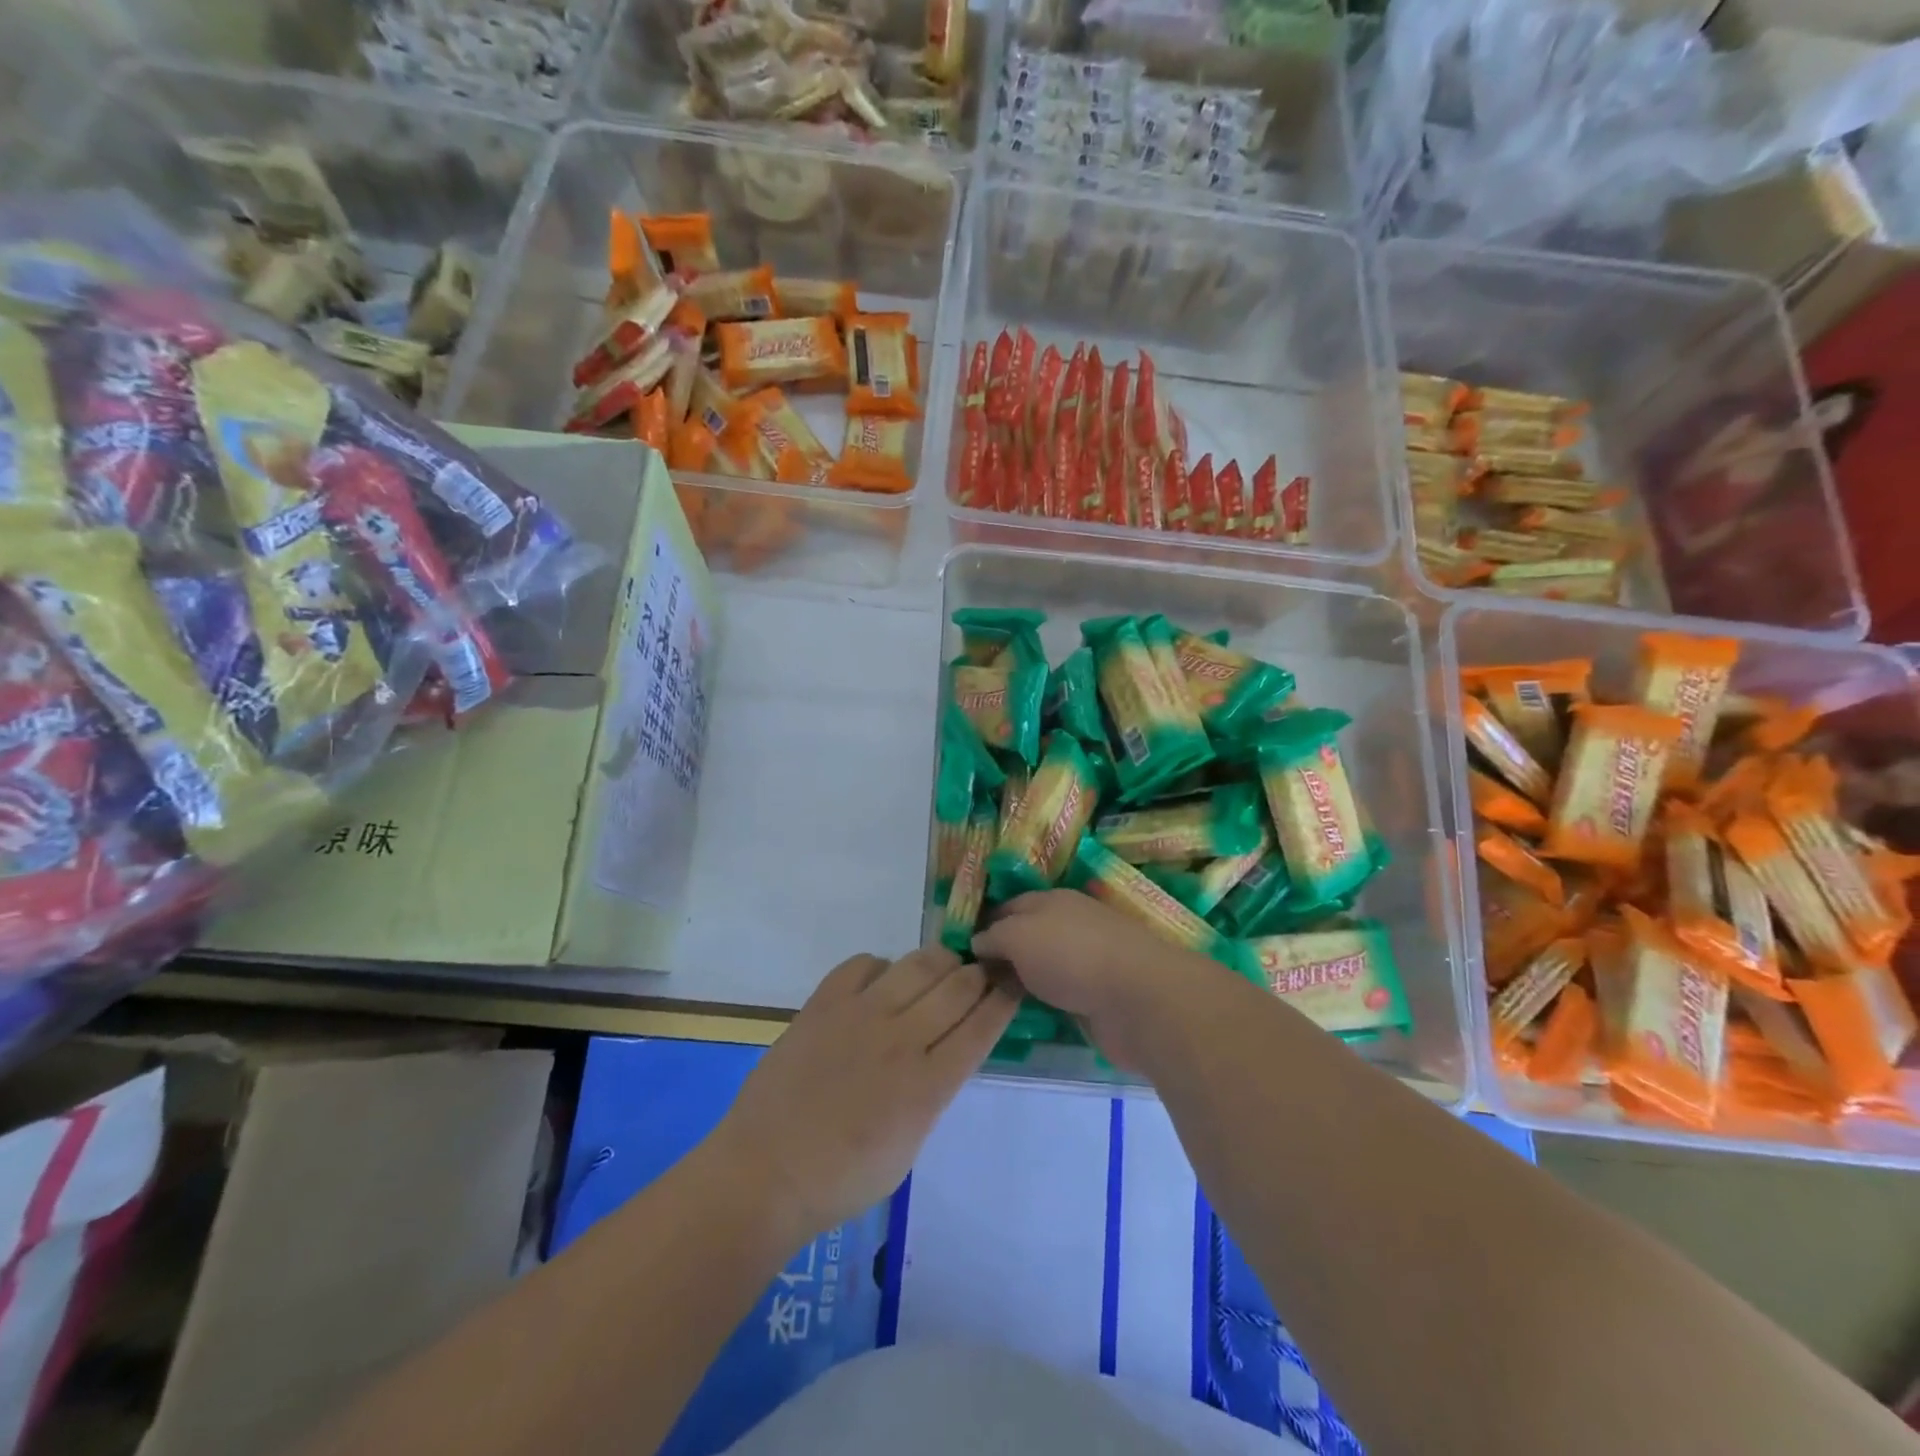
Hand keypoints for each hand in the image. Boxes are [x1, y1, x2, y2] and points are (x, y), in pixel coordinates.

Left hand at [716, 946, 1018, 1243]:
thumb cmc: (842, 1180)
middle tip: (981, 972)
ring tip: (941, 966)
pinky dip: (881, 966)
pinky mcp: (824, 1003)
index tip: (1014, 983)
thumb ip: (932, 1093)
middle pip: (957, 986)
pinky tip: (881, 980)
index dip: (1004, 999)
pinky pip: (863, 964)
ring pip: (917, 964)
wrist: (765, 1173)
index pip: (981, 1026)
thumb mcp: (909, 1148)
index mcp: (928, 1086)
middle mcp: (901, 1040)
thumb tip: (942, 1055)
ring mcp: (860, 1015)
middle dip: (979, 973)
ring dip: (939, 960)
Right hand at [971, 891, 1212, 1069]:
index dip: (985, 924)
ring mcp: (1088, 960)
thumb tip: (979, 942)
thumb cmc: (1071, 955)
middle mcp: (1070, 924)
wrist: (1137, 998)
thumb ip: (994, 936)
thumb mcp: (1018, 935)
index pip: (1009, 906)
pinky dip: (1045, 1001)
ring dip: (1023, 980)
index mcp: (1052, 900)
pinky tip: (1026, 1014)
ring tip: (990, 1002)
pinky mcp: (1100, 995)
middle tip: (970, 983)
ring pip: (1044, 967)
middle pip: (1027, 936)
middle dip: (1002, 955)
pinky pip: (1061, 993)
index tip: (960, 951)